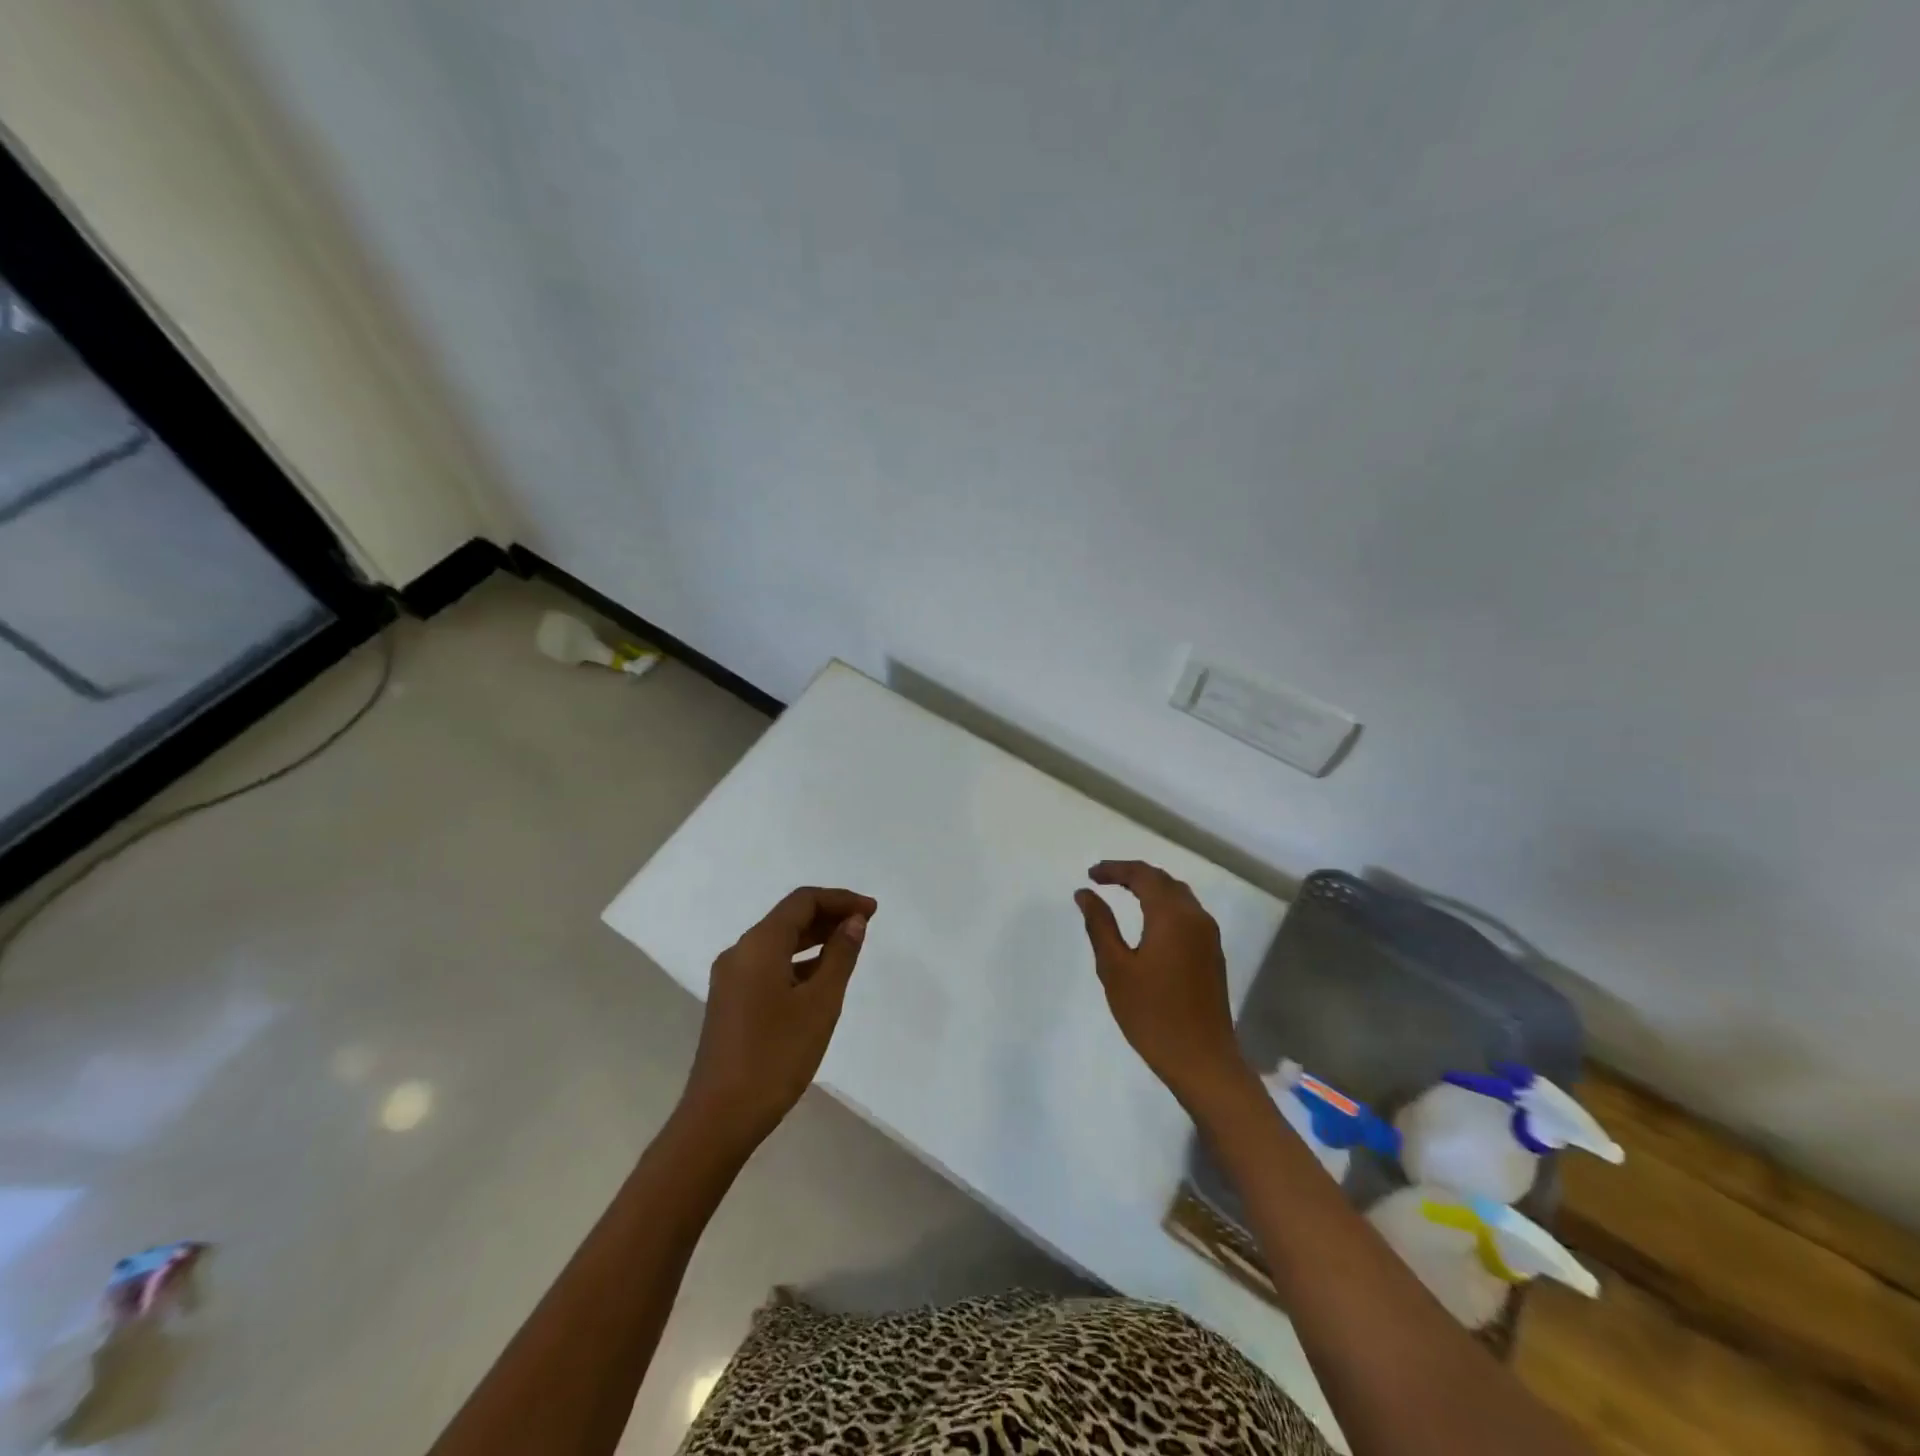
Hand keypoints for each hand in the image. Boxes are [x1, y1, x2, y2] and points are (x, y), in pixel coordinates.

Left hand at [682, 886, 875, 1148]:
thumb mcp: (820, 1003)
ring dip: (814, 938)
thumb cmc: (776, 1055)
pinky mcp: (731, 1002)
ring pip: (778, 942)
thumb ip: (840, 956)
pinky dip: (798, 961)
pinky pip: (769, 965)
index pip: (803, 901)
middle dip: (829, 916)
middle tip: (867, 925)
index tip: (873, 910)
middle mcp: (740, 952)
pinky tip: (821, 978)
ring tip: (850, 948)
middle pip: (788, 918)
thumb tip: (854, 922)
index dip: (840, 899)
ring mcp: (731, 978)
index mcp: (759, 945)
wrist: (719, 1117)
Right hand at [1074, 860, 1251, 1107]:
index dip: (1115, 869)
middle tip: (1102, 880)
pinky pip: (1187, 913)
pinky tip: (1147, 920)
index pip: (1143, 875)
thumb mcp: (1115, 969)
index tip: (1090, 875)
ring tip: (1121, 894)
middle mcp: (1195, 917)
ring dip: (1150, 888)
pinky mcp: (1212, 954)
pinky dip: (1164, 905)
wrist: (1203, 1061)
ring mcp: (1208, 936)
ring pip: (1178, 895)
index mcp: (1172, 916)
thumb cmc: (1153, 1015)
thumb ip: (1100, 925)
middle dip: (1132, 874)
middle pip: (1163, 880)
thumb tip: (1085, 893)